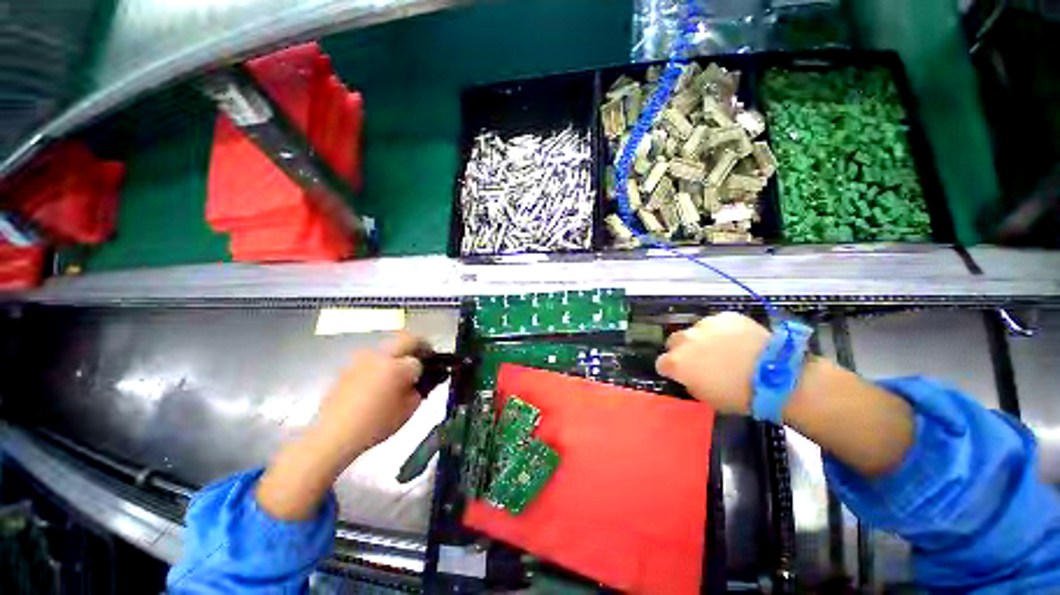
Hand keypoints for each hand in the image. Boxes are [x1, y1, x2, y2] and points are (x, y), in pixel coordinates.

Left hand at [257, 332, 425, 519]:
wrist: (332, 436)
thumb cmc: (375, 425)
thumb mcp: (408, 411)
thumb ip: (420, 391)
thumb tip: (420, 382)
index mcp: (397, 366)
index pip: (419, 360)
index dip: (427, 367)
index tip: (430, 373)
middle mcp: (379, 356)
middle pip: (405, 339)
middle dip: (418, 346)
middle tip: (423, 359)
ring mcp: (361, 360)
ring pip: (387, 348)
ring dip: (397, 355)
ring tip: (397, 375)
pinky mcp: (348, 368)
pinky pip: (371, 360)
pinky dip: (380, 365)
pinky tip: (377, 386)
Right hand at [655, 312, 769, 413]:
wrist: (775, 376)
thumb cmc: (738, 395)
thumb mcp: (706, 397)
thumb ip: (690, 382)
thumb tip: (689, 375)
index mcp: (677, 363)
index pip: (661, 363)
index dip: (670, 369)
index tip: (680, 374)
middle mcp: (685, 340)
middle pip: (674, 342)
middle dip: (682, 350)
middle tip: (700, 360)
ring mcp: (704, 325)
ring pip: (696, 331)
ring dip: (702, 339)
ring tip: (723, 349)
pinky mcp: (724, 317)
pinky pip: (717, 323)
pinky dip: (722, 331)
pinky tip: (738, 341)